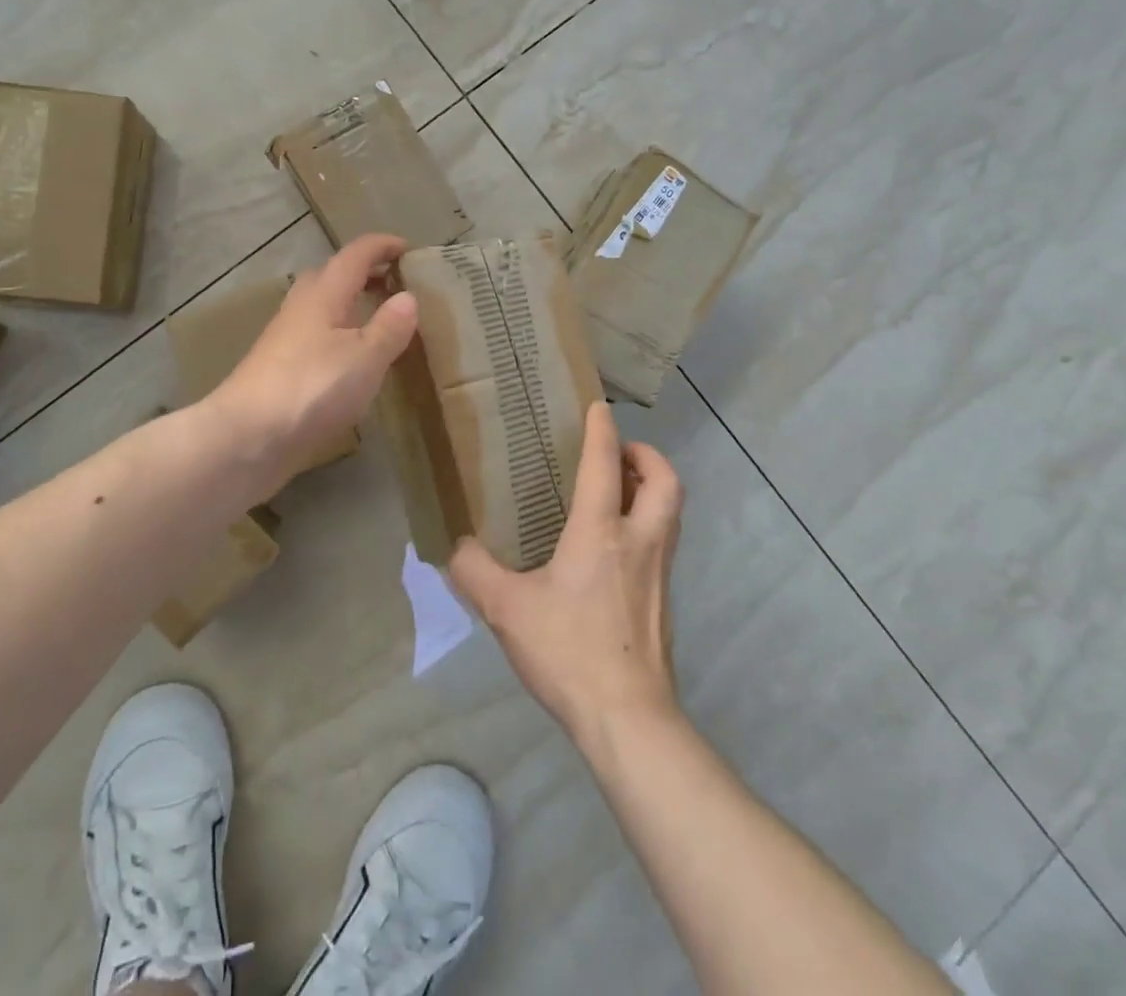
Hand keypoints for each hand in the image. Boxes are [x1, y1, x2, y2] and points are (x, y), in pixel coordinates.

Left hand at [209, 233, 417, 492]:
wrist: (246, 437)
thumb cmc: (311, 388)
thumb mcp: (365, 357)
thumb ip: (389, 327)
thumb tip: (408, 296)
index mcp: (324, 294)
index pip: (355, 255)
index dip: (382, 246)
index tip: (408, 248)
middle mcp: (302, 308)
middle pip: (333, 275)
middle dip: (365, 273)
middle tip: (396, 283)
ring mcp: (286, 338)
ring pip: (323, 306)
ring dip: (351, 304)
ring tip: (380, 319)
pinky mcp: (280, 368)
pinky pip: (317, 335)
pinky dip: (340, 333)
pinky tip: (352, 359)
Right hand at [450, 402, 683, 748]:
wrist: (627, 720)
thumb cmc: (568, 651)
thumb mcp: (507, 610)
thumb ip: (475, 572)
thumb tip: (453, 546)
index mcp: (601, 532)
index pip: (606, 465)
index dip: (602, 430)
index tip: (598, 406)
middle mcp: (640, 542)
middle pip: (666, 482)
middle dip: (647, 456)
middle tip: (620, 453)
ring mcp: (660, 573)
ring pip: (672, 512)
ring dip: (652, 488)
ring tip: (618, 490)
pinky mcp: (665, 601)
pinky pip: (664, 543)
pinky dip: (649, 525)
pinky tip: (616, 548)